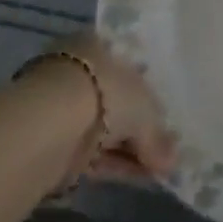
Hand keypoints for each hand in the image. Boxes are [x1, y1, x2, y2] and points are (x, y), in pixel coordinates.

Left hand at [65, 34, 176, 180]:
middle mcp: (79, 69)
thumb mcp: (145, 111)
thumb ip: (159, 136)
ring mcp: (63, 105)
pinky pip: (92, 151)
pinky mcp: (54, 139)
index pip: (128, 66)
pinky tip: (138, 177)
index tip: (166, 117)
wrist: (49, 123)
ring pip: (104, 128)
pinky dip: (114, 163)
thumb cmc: (106, 92)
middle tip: (166, 151)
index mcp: (98, 44)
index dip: (149, 93)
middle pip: (116, 100)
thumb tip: (172, 161)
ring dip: (129, 149)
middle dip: (140, 128)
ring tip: (158, 170)